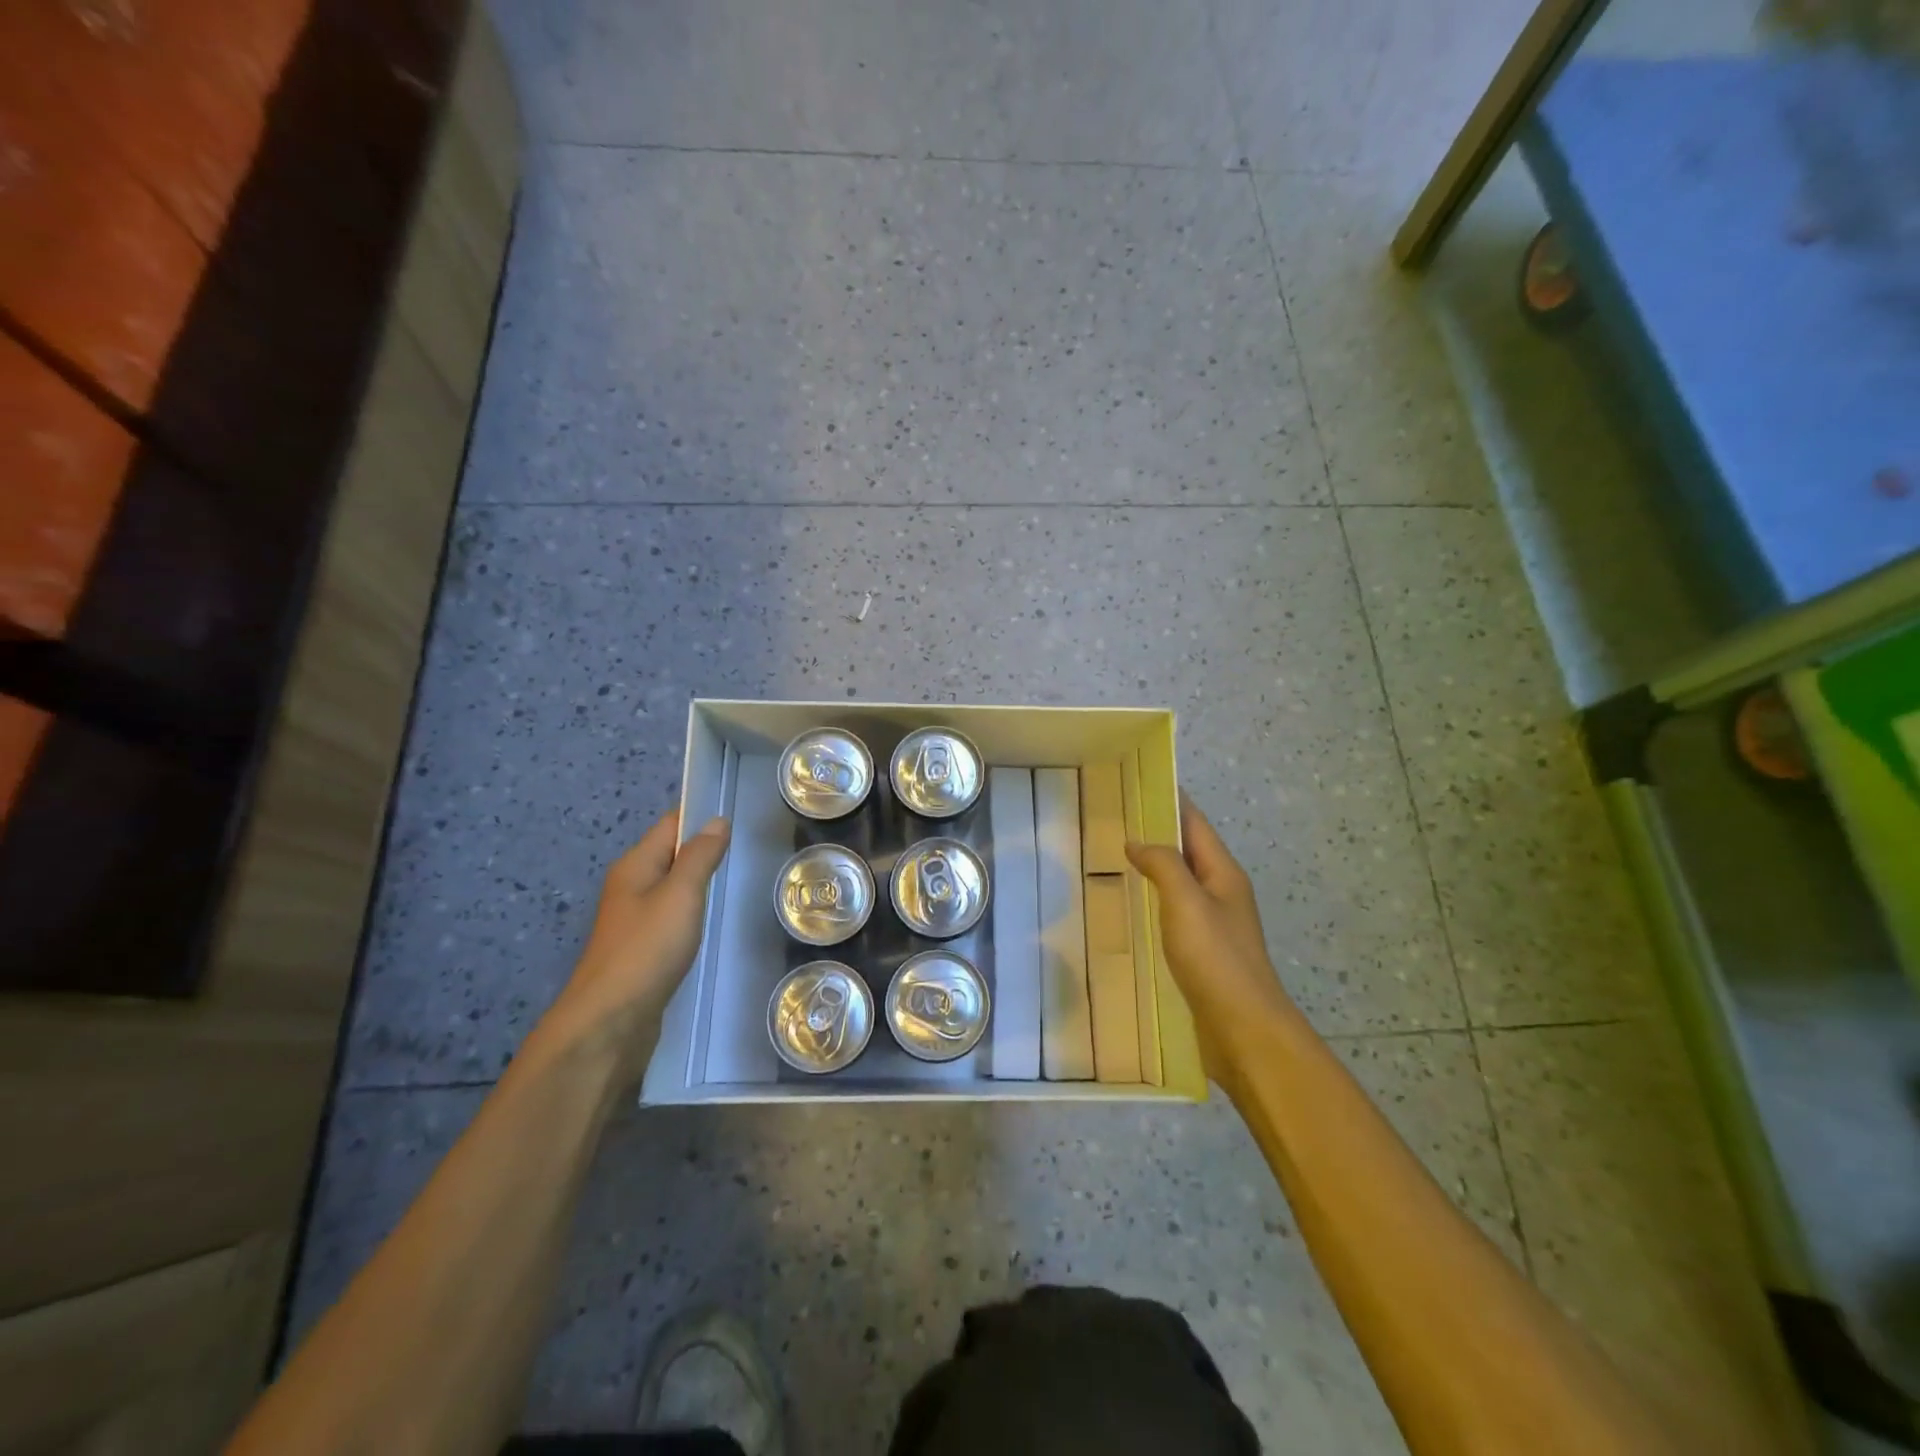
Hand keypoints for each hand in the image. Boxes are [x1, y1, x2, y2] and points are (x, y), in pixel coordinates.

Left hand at [541, 809, 730, 1073]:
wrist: (610, 1022)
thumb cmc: (647, 950)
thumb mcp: (681, 895)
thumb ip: (700, 857)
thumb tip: (716, 821)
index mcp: (635, 866)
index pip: (670, 825)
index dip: (701, 818)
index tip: (739, 820)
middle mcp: (631, 886)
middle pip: (671, 854)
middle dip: (704, 850)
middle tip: (746, 853)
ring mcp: (634, 920)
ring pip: (672, 887)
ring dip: (699, 883)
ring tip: (736, 882)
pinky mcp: (642, 949)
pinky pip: (672, 916)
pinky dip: (693, 912)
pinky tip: (712, 922)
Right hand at [1126, 795, 1294, 1091]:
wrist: (1243, 1029)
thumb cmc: (1216, 959)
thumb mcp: (1186, 902)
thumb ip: (1163, 865)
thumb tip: (1137, 841)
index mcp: (1223, 874)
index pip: (1195, 824)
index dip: (1171, 800)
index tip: (1138, 781)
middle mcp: (1221, 892)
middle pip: (1187, 850)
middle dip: (1156, 832)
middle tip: (1113, 819)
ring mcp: (1213, 924)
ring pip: (1179, 882)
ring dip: (1153, 867)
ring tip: (1113, 857)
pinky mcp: (1201, 953)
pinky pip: (1173, 912)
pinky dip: (1152, 900)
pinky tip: (1129, 908)